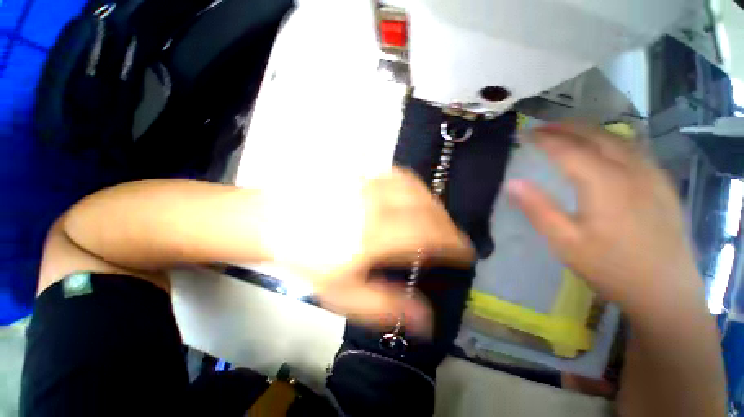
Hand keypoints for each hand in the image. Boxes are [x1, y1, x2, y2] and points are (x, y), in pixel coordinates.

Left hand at [260, 168, 473, 332]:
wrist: (276, 222)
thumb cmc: (307, 260)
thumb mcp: (343, 292)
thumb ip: (384, 306)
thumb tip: (426, 321)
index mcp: (372, 236)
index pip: (426, 236)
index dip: (452, 244)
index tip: (464, 252)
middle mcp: (374, 206)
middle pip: (424, 208)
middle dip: (446, 224)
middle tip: (452, 237)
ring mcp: (366, 185)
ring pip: (413, 187)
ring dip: (433, 202)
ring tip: (437, 217)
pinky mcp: (358, 174)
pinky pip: (396, 174)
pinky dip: (413, 186)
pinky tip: (413, 196)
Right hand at [507, 123, 704, 319]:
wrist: (665, 292)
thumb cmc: (611, 267)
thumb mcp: (564, 241)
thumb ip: (537, 209)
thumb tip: (512, 183)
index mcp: (605, 182)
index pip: (568, 149)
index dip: (544, 139)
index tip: (524, 134)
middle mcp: (632, 169)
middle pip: (595, 135)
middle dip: (566, 127)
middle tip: (541, 127)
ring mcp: (652, 174)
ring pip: (618, 138)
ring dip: (589, 130)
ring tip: (567, 132)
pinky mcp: (662, 184)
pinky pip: (634, 149)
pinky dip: (611, 140)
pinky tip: (604, 147)